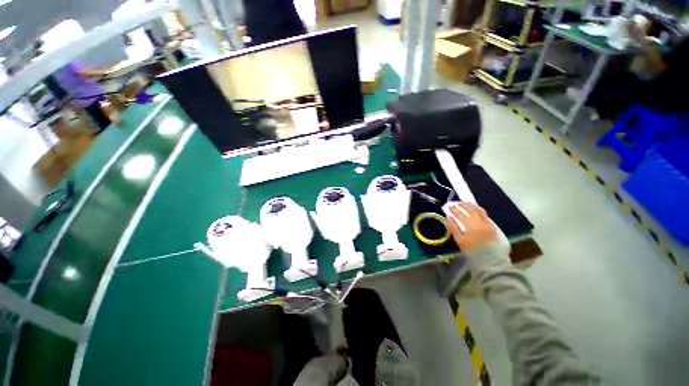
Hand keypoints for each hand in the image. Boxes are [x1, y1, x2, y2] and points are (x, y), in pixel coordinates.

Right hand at [443, 202, 496, 254]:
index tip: (448, 206)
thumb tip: (448, 217)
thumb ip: (453, 228)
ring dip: (471, 205)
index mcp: (471, 226)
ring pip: (479, 210)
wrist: (491, 260)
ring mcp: (487, 223)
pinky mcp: (492, 225)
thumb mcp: (460, 241)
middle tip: (455, 202)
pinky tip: (474, 210)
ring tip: (464, 203)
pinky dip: (478, 210)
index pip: (460, 214)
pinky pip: (484, 214)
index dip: (453, 209)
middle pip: (470, 209)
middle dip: (462, 205)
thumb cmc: (473, 251)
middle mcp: (480, 222)